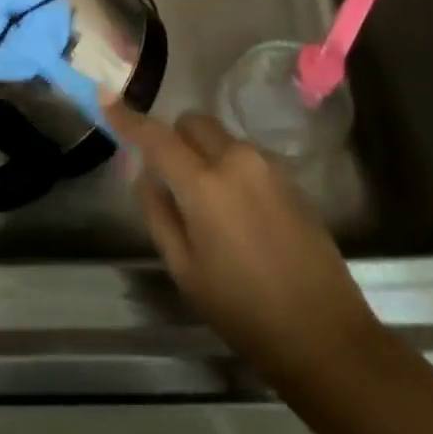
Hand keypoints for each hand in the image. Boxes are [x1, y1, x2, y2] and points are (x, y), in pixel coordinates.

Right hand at [107, 102, 385, 387]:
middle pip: (192, 123)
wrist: (326, 337)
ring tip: (209, 206)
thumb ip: (158, 213)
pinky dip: (230, 168)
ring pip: (221, 138)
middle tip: (169, 177)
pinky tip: (240, 214)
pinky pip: (246, 156)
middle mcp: (238, 160)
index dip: (127, 117)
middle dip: (174, 138)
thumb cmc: (244, 312)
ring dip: (204, 154)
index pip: (156, 136)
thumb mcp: (185, 271)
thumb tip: (147, 175)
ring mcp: (269, 165)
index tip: (106, 96)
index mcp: (205, 184)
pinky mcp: (291, 178)